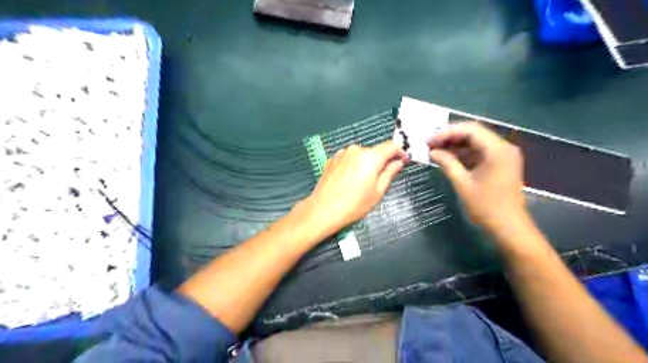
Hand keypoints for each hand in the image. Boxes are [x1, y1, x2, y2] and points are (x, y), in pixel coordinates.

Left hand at [302, 141, 403, 233]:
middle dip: (381, 161)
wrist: (323, 209)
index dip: (399, 152)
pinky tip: (349, 180)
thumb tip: (399, 162)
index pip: (391, 146)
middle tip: (382, 177)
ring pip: (360, 155)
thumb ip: (389, 173)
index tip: (403, 160)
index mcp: (370, 156)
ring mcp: (342, 153)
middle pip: (374, 151)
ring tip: (362, 181)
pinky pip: (348, 159)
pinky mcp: (331, 159)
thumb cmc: (355, 204)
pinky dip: (353, 165)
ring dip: (365, 163)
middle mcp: (356, 150)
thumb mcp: (377, 191)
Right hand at [429, 122, 525, 232]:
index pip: (470, 129)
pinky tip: (448, 158)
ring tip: (435, 150)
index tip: (429, 141)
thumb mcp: (463, 184)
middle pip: (473, 133)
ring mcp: (503, 155)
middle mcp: (503, 147)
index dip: (447, 132)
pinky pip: (479, 152)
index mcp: (497, 150)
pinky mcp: (500, 164)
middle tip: (430, 144)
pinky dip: (463, 154)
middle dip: (450, 137)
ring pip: (475, 142)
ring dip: (455, 145)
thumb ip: (447, 163)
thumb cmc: (486, 207)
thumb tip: (432, 152)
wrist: (509, 228)